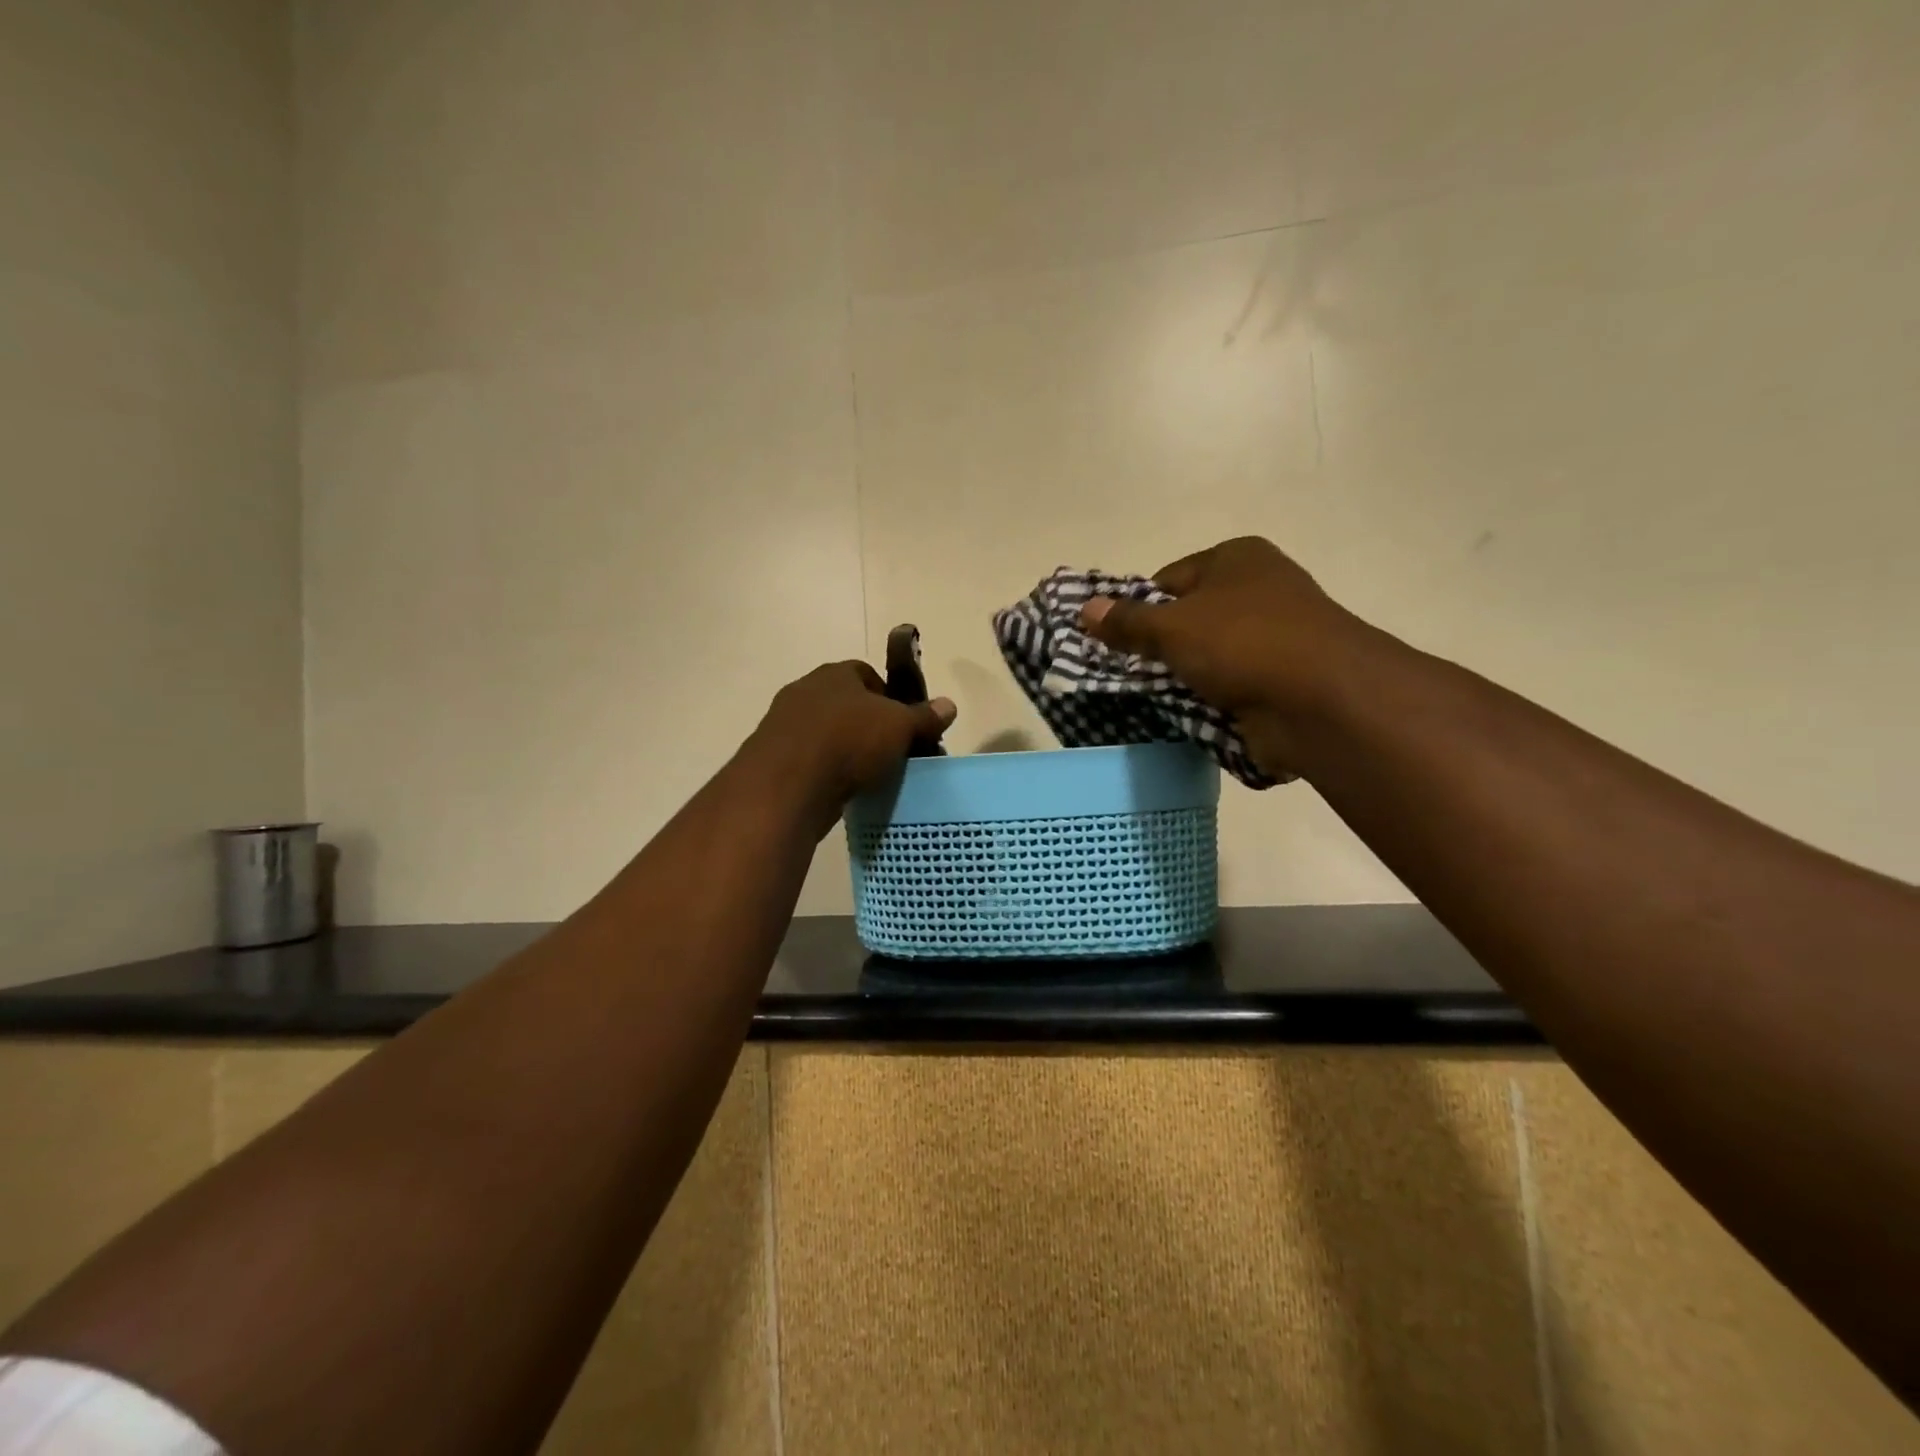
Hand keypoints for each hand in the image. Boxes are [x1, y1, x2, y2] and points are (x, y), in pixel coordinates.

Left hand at [745, 661, 955, 824]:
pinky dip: (827, 771)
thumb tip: (949, 705)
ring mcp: (784, 725)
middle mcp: (805, 690)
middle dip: (867, 725)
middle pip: (846, 704)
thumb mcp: (900, 727)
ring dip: (846, 749)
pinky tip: (842, 789)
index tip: (904, 724)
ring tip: (869, 775)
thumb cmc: (849, 742)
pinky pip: (810, 760)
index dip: (890, 697)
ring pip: (826, 733)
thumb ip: (924, 716)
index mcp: (835, 673)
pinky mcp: (773, 759)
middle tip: (891, 751)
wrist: (787, 785)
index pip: (867, 674)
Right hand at [1079, 537, 1369, 779]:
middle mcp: (1259, 589)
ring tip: (1156, 700)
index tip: (1118, 643)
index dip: (1139, 610)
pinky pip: (1232, 686)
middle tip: (1130, 675)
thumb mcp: (1172, 628)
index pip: (1168, 580)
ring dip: (1185, 679)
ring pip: (1209, 657)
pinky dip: (1212, 700)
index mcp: (1236, 559)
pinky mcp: (1283, 679)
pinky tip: (1190, 716)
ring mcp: (1276, 636)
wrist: (1322, 701)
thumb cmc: (1242, 643)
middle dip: (1160, 649)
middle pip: (1190, 619)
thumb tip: (1084, 609)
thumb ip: (1126, 622)